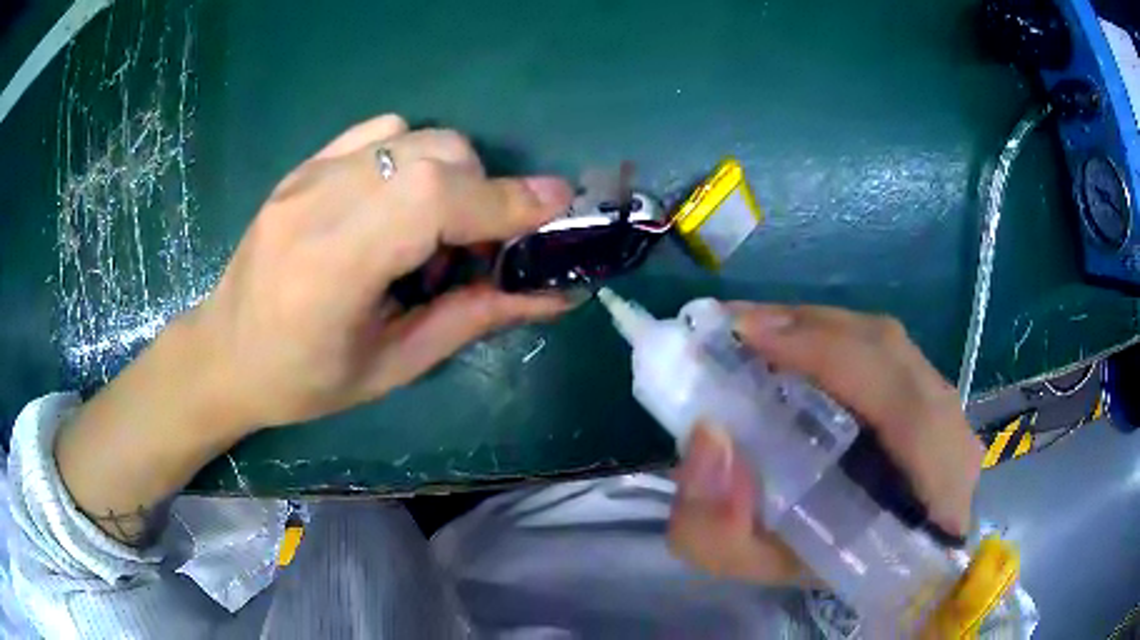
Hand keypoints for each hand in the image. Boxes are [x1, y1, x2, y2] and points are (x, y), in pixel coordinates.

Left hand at [184, 114, 574, 432]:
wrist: (224, 353)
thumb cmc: (302, 381)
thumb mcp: (392, 367)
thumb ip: (472, 318)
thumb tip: (552, 294)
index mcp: (333, 267)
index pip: (434, 201)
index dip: (504, 199)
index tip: (557, 205)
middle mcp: (317, 202)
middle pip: (433, 154)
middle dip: (481, 191)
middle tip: (478, 245)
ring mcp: (306, 175)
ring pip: (413, 135)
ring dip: (449, 173)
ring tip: (431, 228)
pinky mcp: (303, 165)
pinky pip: (379, 131)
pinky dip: (410, 156)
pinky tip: (396, 202)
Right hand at [667, 304, 982, 584]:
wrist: (893, 565)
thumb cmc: (828, 571)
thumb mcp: (763, 569)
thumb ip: (719, 529)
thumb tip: (708, 437)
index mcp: (928, 493)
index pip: (900, 405)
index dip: (829, 356)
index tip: (748, 336)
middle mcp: (952, 435)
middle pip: (888, 350)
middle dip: (809, 327)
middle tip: (737, 327)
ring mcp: (950, 409)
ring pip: (887, 343)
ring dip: (821, 328)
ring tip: (762, 331)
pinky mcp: (936, 395)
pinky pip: (887, 351)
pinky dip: (838, 338)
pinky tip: (801, 346)